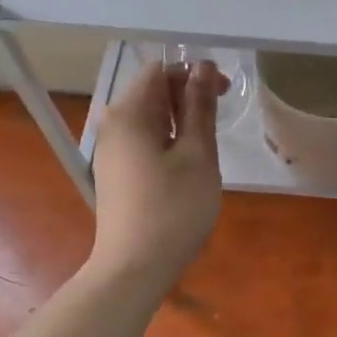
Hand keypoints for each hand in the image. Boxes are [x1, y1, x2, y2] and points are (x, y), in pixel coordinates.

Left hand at [90, 60, 227, 290]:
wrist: (134, 268)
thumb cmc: (174, 208)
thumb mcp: (198, 155)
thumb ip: (200, 108)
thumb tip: (202, 68)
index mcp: (129, 114)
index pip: (160, 70)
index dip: (194, 73)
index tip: (225, 93)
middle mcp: (112, 125)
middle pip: (151, 92)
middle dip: (188, 95)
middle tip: (220, 116)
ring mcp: (110, 151)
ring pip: (148, 118)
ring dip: (180, 120)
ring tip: (207, 143)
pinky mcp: (115, 173)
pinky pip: (142, 141)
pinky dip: (167, 140)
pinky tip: (186, 164)